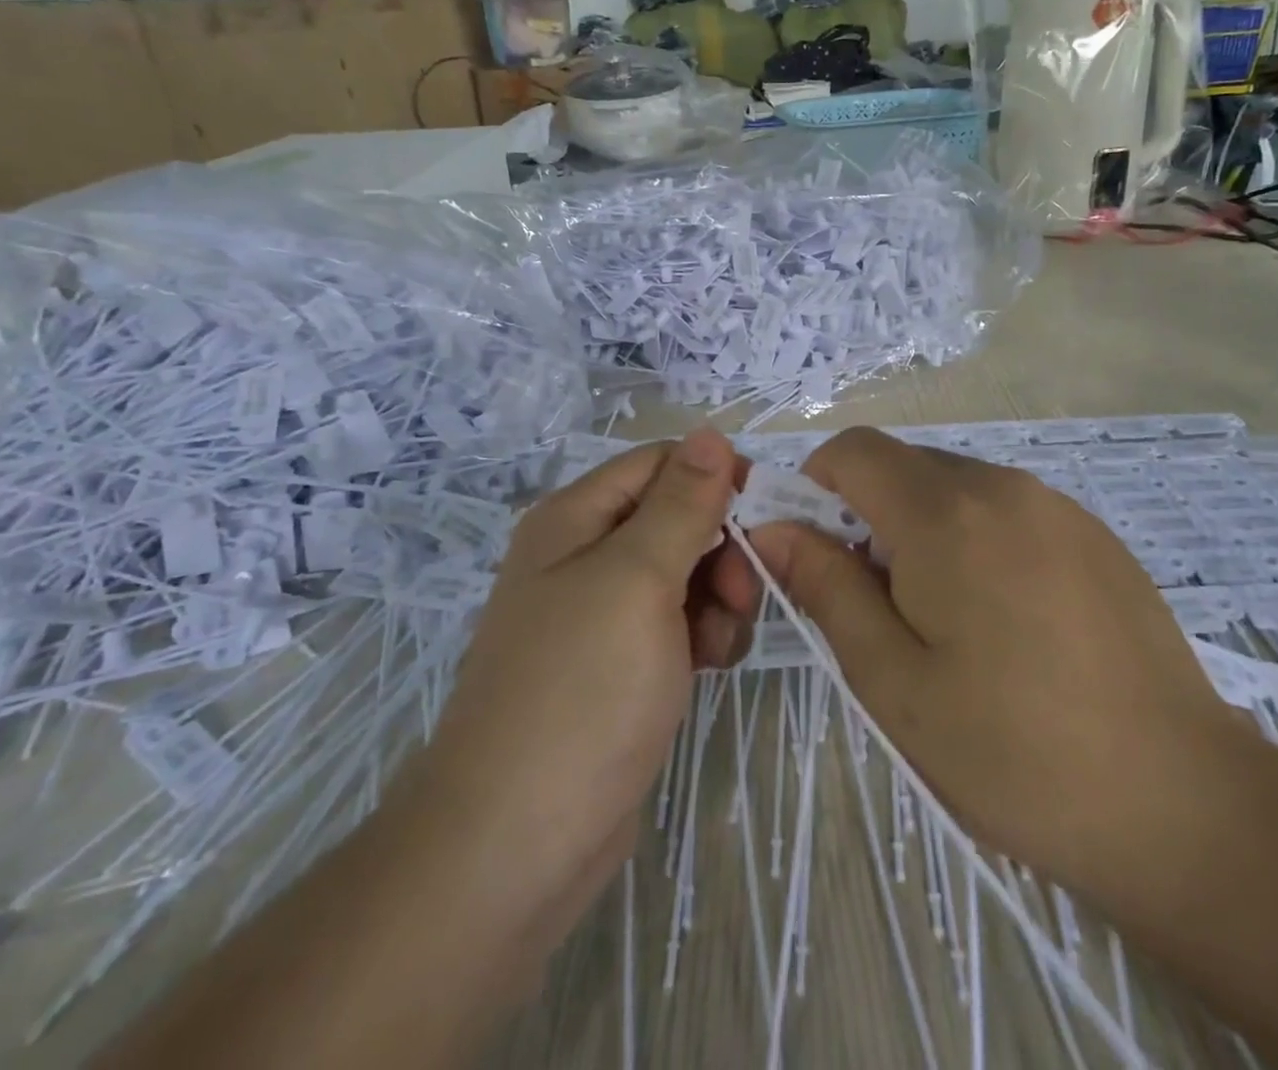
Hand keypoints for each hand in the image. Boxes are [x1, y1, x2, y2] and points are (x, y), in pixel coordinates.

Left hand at [400, 430, 758, 988]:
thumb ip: (681, 504)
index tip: (762, 517)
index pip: (662, 464)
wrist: (515, 846)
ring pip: (685, 574)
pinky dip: (701, 637)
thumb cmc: (580, 692)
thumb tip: (710, 432)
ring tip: (715, 647)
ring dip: (717, 598)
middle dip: (719, 549)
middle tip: (740, 596)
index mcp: (575, 518)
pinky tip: (706, 670)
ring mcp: (599, 615)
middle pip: (676, 518)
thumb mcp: (638, 580)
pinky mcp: (617, 666)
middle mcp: (583, 556)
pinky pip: (676, 625)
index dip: (715, 479)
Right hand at [747, 426, 1247, 895]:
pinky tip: (1007, 624)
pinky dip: (977, 541)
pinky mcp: (1095, 535)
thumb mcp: (892, 680)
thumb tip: (772, 529)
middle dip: (869, 516)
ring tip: (945, 623)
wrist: (1183, 806)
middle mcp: (1003, 487)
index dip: (816, 487)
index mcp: (946, 513)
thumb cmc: (1013, 751)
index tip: (817, 554)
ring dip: (923, 531)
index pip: (853, 450)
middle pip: (904, 467)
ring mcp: (1058, 507)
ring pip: (955, 488)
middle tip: (878, 607)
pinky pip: (1007, 511)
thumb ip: (826, 587)